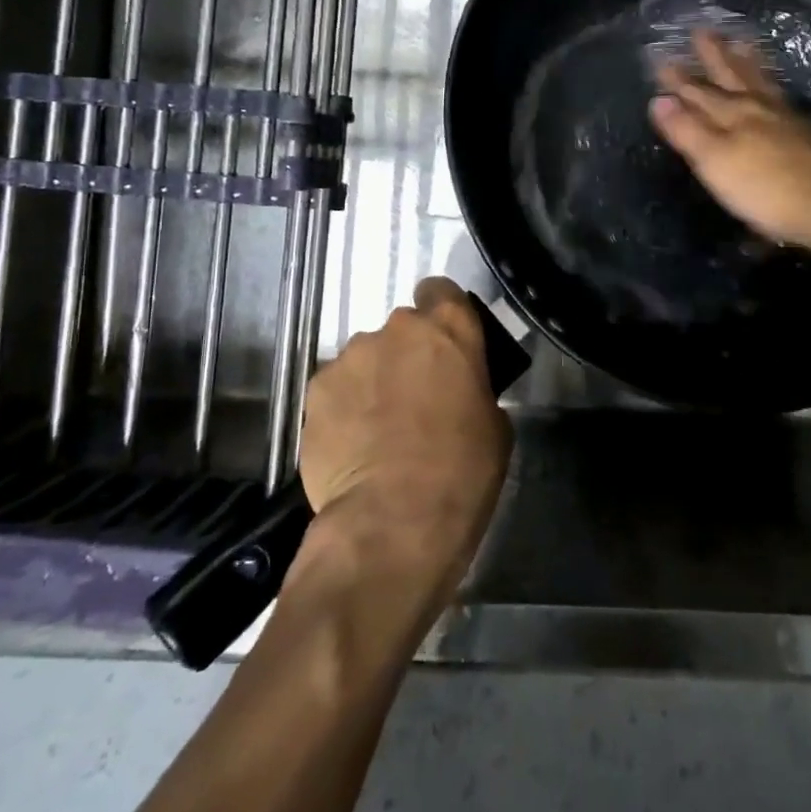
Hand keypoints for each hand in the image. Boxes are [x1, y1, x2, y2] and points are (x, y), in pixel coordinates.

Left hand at [299, 278, 511, 597]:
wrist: (393, 521)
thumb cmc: (462, 471)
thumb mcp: (494, 424)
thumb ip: (473, 388)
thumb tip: (458, 391)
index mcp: (449, 328)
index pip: (441, 290)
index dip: (441, 312)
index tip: (444, 344)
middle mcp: (397, 329)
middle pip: (402, 330)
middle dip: (407, 355)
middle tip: (414, 399)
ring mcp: (351, 357)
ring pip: (365, 359)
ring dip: (373, 381)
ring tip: (377, 430)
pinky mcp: (315, 390)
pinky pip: (336, 389)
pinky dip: (344, 408)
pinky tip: (351, 446)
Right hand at [649, 30, 810, 255]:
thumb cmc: (765, 189)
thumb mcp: (715, 161)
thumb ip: (687, 130)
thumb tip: (658, 99)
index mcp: (733, 115)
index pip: (698, 92)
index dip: (679, 79)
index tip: (661, 58)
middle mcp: (760, 109)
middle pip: (732, 77)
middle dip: (715, 56)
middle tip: (703, 30)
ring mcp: (788, 120)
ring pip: (762, 83)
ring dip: (748, 62)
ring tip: (743, 41)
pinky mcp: (810, 136)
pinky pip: (784, 98)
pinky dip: (774, 86)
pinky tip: (776, 90)